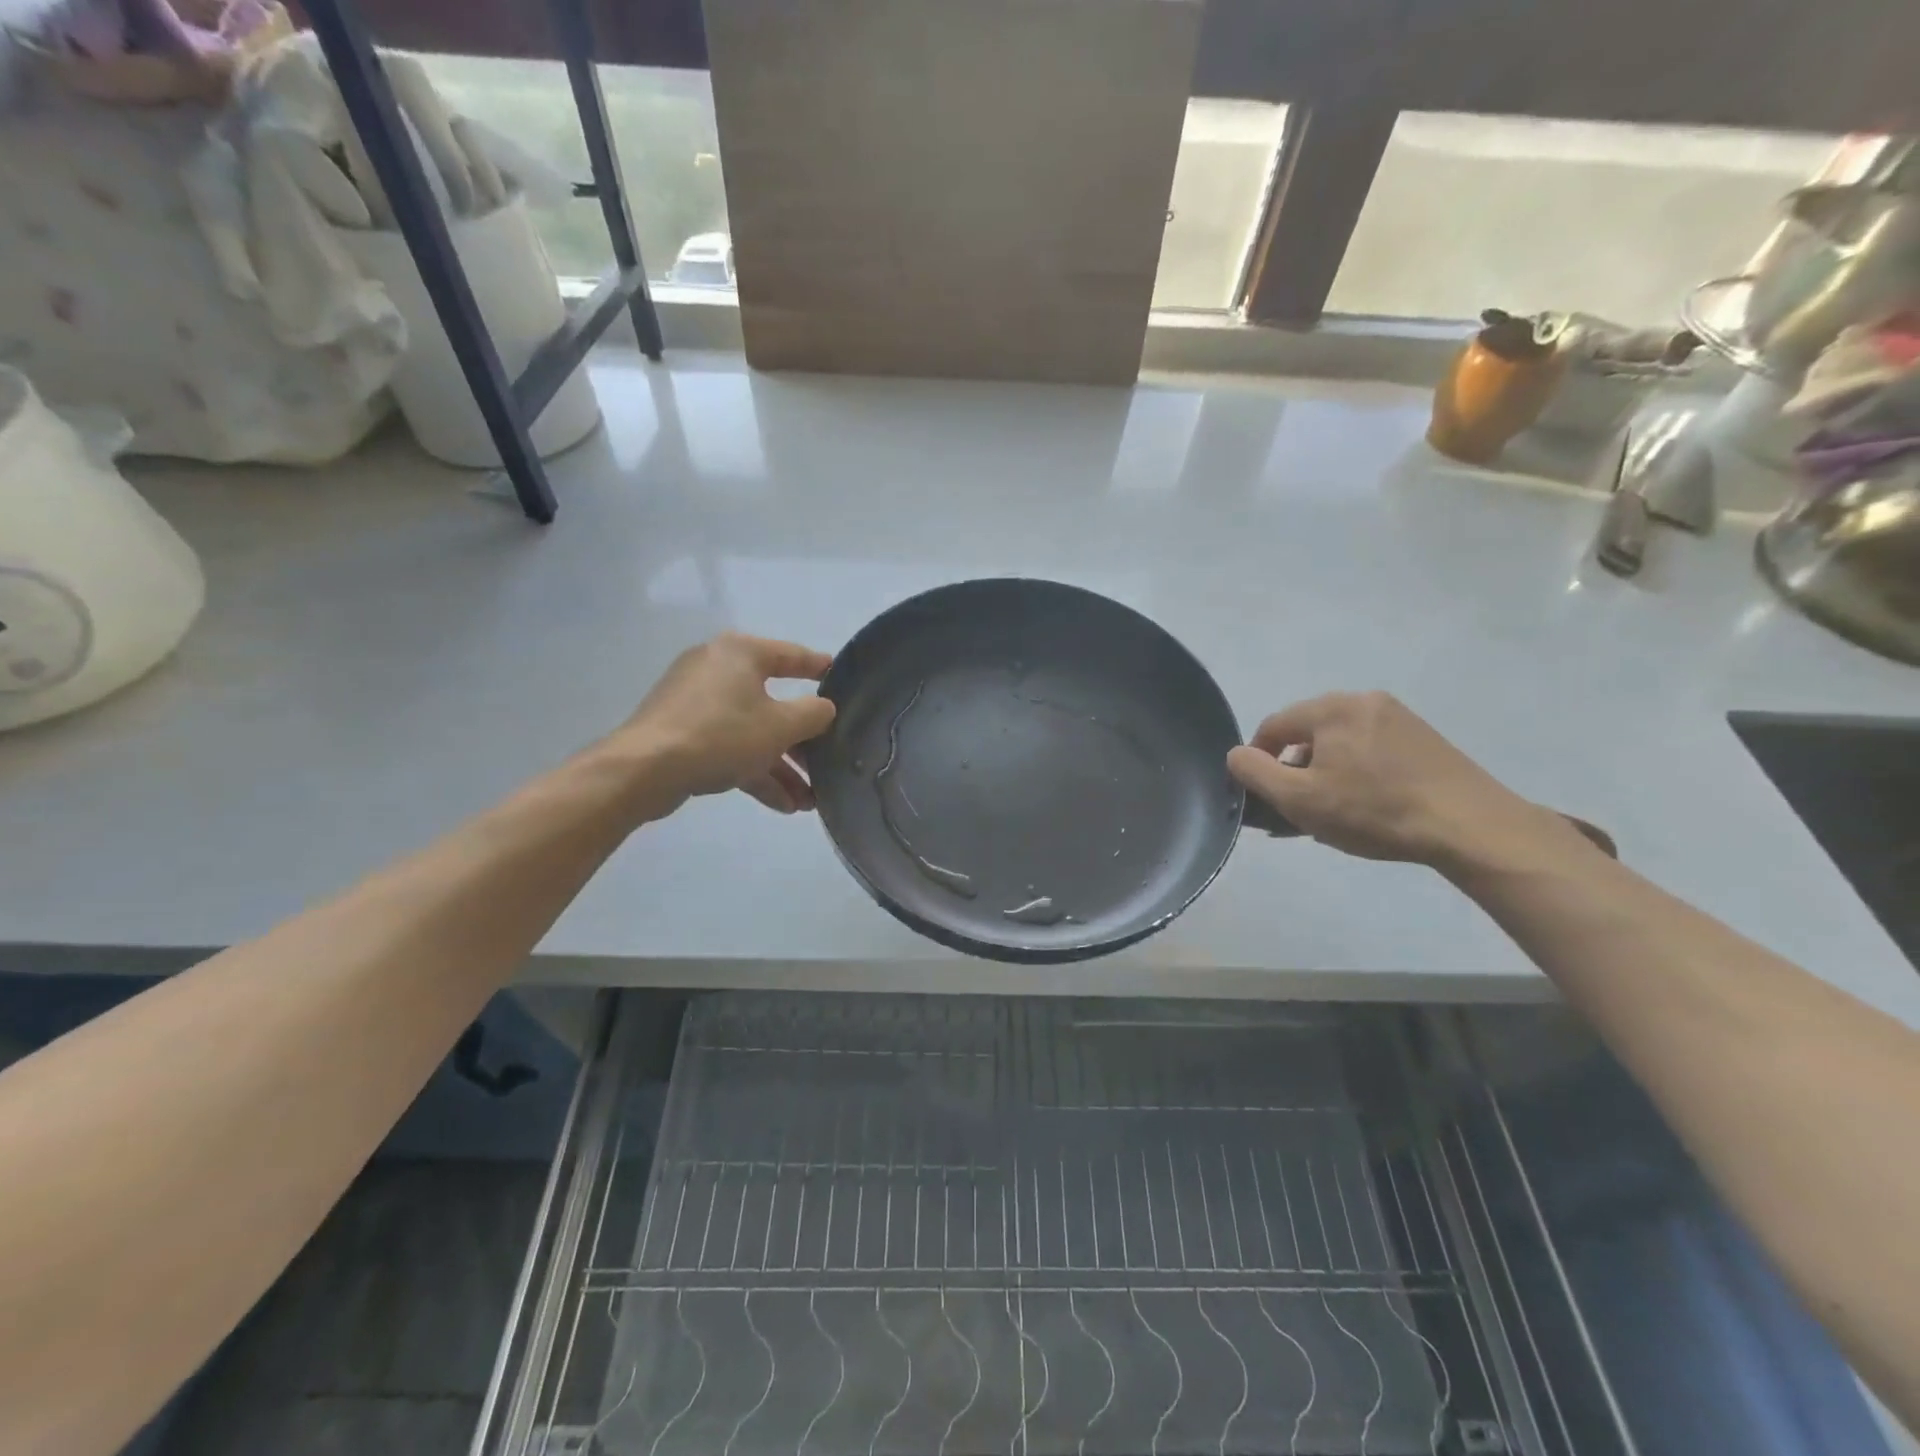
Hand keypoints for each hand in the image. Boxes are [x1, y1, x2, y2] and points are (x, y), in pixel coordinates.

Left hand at [614, 633, 836, 814]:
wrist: (645, 769)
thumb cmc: (722, 735)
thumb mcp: (781, 726)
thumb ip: (814, 714)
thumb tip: (824, 708)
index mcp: (741, 653)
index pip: (792, 655)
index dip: (820, 668)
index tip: (842, 680)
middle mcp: (718, 669)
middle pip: (773, 702)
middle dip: (801, 743)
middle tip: (825, 764)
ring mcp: (696, 703)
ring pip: (752, 731)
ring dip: (781, 767)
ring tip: (807, 802)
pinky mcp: (682, 732)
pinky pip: (729, 747)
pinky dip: (754, 771)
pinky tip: (781, 805)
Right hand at [1226, 691, 1572, 869]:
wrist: (1471, 827)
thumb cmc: (1374, 811)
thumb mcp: (1299, 799)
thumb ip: (1255, 772)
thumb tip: (1236, 755)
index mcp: (1331, 708)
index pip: (1272, 727)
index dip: (1257, 762)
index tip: (1264, 798)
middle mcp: (1363, 700)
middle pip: (1307, 733)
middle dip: (1294, 770)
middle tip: (1299, 811)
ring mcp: (1399, 716)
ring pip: (1339, 743)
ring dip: (1325, 773)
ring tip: (1333, 813)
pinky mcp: (1424, 737)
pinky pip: (1370, 749)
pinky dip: (1356, 772)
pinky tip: (1366, 805)